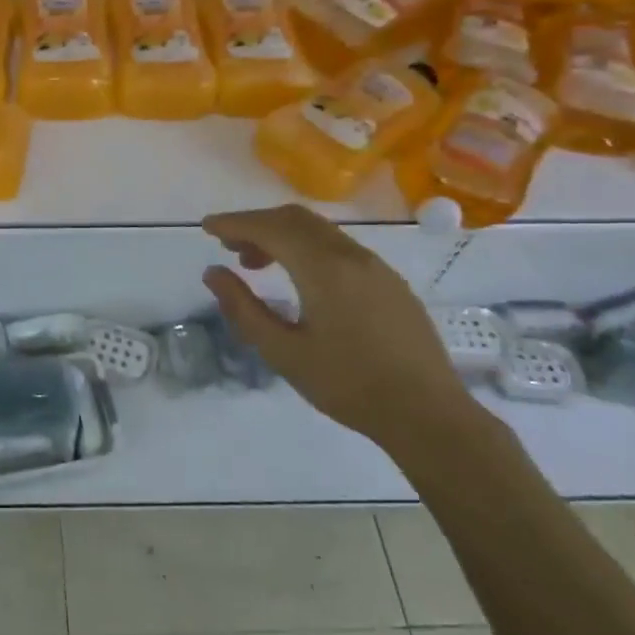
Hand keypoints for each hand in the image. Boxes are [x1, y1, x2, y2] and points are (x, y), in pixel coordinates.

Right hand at [200, 204, 481, 457]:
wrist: (428, 414)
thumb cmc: (348, 385)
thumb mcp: (283, 352)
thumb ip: (244, 308)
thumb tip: (213, 273)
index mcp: (323, 268)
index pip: (270, 228)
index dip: (234, 223)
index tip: (206, 227)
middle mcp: (351, 255)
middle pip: (296, 219)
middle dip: (257, 224)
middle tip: (228, 245)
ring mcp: (375, 267)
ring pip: (319, 231)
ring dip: (283, 236)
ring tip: (257, 264)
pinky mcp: (389, 282)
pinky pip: (339, 247)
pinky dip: (308, 249)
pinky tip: (300, 280)